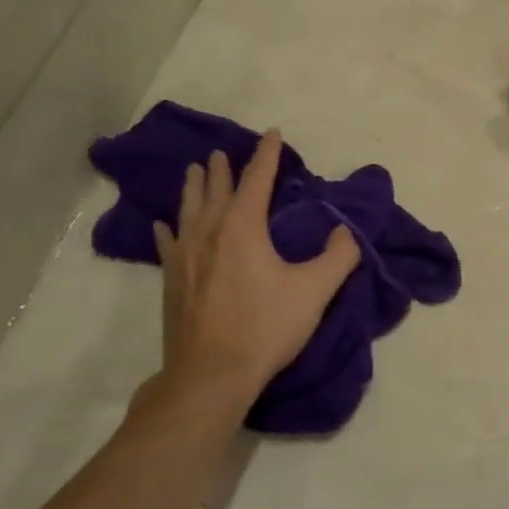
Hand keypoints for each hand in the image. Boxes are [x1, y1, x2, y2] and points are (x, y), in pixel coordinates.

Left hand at [150, 129, 359, 407]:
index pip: (256, 181)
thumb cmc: (266, 327)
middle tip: (223, 152)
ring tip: (195, 171)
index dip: (266, 156)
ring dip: (194, 188)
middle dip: (223, 169)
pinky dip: (168, 229)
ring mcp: (185, 257)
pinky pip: (168, 243)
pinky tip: (163, 225)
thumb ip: (338, 257)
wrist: (212, 373)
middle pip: (216, 191)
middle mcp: (210, 233)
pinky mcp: (172, 282)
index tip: (272, 134)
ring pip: (188, 211)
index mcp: (243, 228)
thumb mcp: (315, 291)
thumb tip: (345, 233)